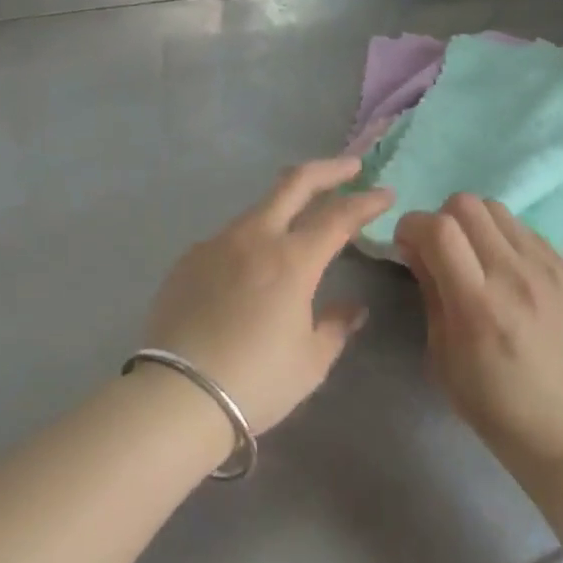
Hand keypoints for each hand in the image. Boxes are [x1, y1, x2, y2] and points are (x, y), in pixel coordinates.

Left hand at [144, 159, 393, 433]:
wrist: (178, 394)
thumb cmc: (256, 381)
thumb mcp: (310, 361)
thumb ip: (335, 326)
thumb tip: (352, 308)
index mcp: (291, 260)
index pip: (338, 217)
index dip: (366, 202)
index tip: (385, 194)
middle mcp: (254, 238)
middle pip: (294, 183)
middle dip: (328, 170)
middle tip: (350, 168)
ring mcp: (216, 243)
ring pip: (258, 209)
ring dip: (286, 206)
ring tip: (301, 220)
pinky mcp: (189, 259)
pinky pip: (229, 238)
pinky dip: (251, 240)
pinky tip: (251, 267)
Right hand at [395, 195, 562, 471]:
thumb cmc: (491, 403)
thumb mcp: (441, 354)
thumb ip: (429, 290)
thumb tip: (414, 245)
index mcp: (478, 305)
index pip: (438, 228)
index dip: (412, 225)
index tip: (407, 244)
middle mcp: (516, 277)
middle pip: (466, 204)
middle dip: (441, 219)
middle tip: (441, 250)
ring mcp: (549, 271)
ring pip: (497, 209)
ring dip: (473, 224)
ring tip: (475, 256)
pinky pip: (525, 230)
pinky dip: (504, 239)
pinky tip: (507, 272)